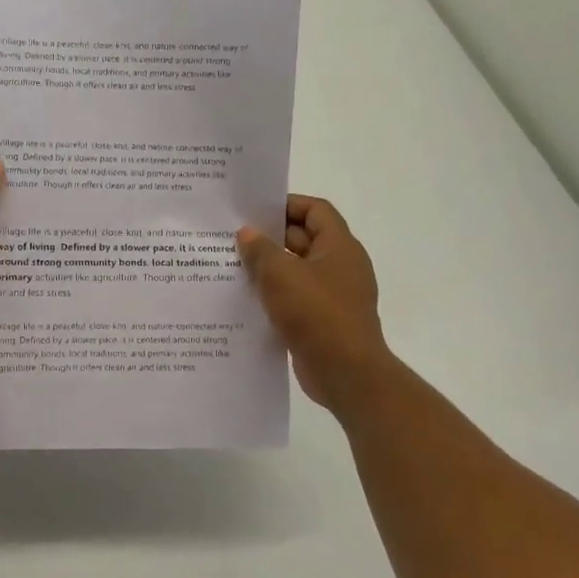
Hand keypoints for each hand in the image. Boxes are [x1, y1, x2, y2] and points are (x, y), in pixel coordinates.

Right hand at [238, 196, 396, 412]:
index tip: (255, 210)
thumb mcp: (281, 274)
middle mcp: (341, 267)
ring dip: (269, 269)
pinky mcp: (323, 321)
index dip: (287, 204)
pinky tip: (246, 300)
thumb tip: (247, 234)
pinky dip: (274, 296)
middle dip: (271, 238)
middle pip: (304, 239)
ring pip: (297, 271)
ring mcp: (334, 296)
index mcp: (339, 247)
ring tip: (233, 267)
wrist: (345, 373)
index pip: (315, 210)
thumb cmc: (316, 313)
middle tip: (233, 238)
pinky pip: (296, 298)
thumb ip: (261, 250)